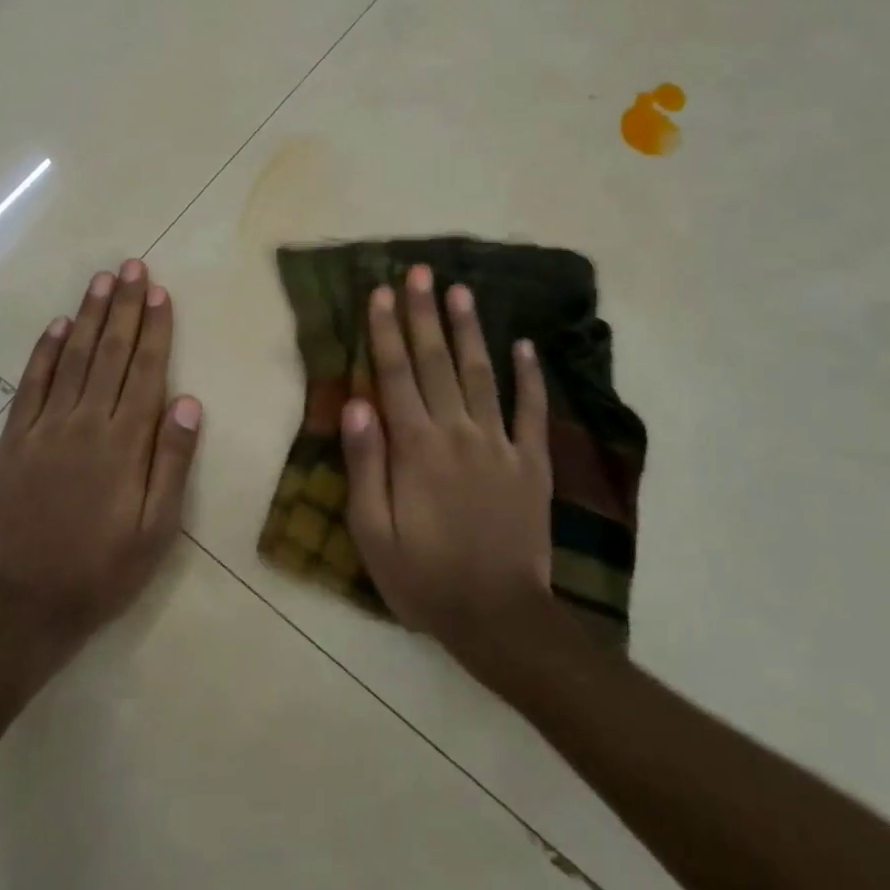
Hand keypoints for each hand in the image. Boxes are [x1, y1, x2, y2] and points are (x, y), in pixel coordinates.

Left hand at [0, 260, 202, 650]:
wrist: (27, 604)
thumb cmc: (104, 568)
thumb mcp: (157, 529)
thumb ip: (172, 461)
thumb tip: (188, 401)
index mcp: (124, 443)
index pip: (145, 370)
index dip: (155, 328)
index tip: (160, 292)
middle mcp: (85, 423)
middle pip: (110, 352)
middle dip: (124, 307)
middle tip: (132, 267)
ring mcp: (45, 428)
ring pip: (73, 358)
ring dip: (89, 316)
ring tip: (102, 280)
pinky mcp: (14, 440)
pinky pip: (31, 384)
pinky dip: (45, 352)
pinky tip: (58, 326)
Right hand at [342, 266, 555, 658]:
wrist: (498, 618)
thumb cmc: (423, 576)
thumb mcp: (373, 531)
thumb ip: (365, 463)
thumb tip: (356, 402)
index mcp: (415, 447)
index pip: (396, 375)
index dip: (386, 331)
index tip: (380, 292)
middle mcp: (457, 432)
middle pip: (436, 362)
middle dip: (425, 313)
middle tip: (419, 272)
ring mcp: (500, 445)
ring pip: (481, 374)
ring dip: (469, 330)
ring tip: (461, 290)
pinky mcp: (532, 463)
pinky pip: (532, 411)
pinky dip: (530, 376)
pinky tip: (525, 345)